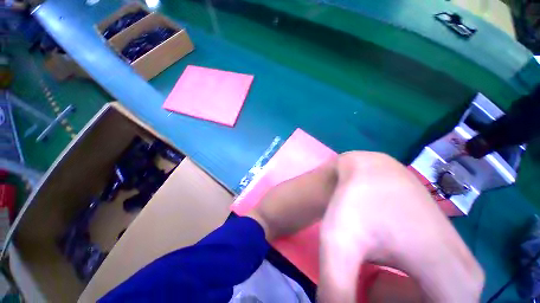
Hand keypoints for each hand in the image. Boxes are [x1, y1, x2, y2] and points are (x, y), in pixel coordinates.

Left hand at [318, 152, 483, 301]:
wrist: (369, 170)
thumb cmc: (357, 201)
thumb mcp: (339, 246)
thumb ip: (336, 292)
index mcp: (454, 286)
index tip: (365, 295)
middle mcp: (466, 283)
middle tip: (361, 290)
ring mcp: (458, 271)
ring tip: (366, 281)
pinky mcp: (444, 262)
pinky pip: (425, 297)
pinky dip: (398, 298)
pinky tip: (377, 275)